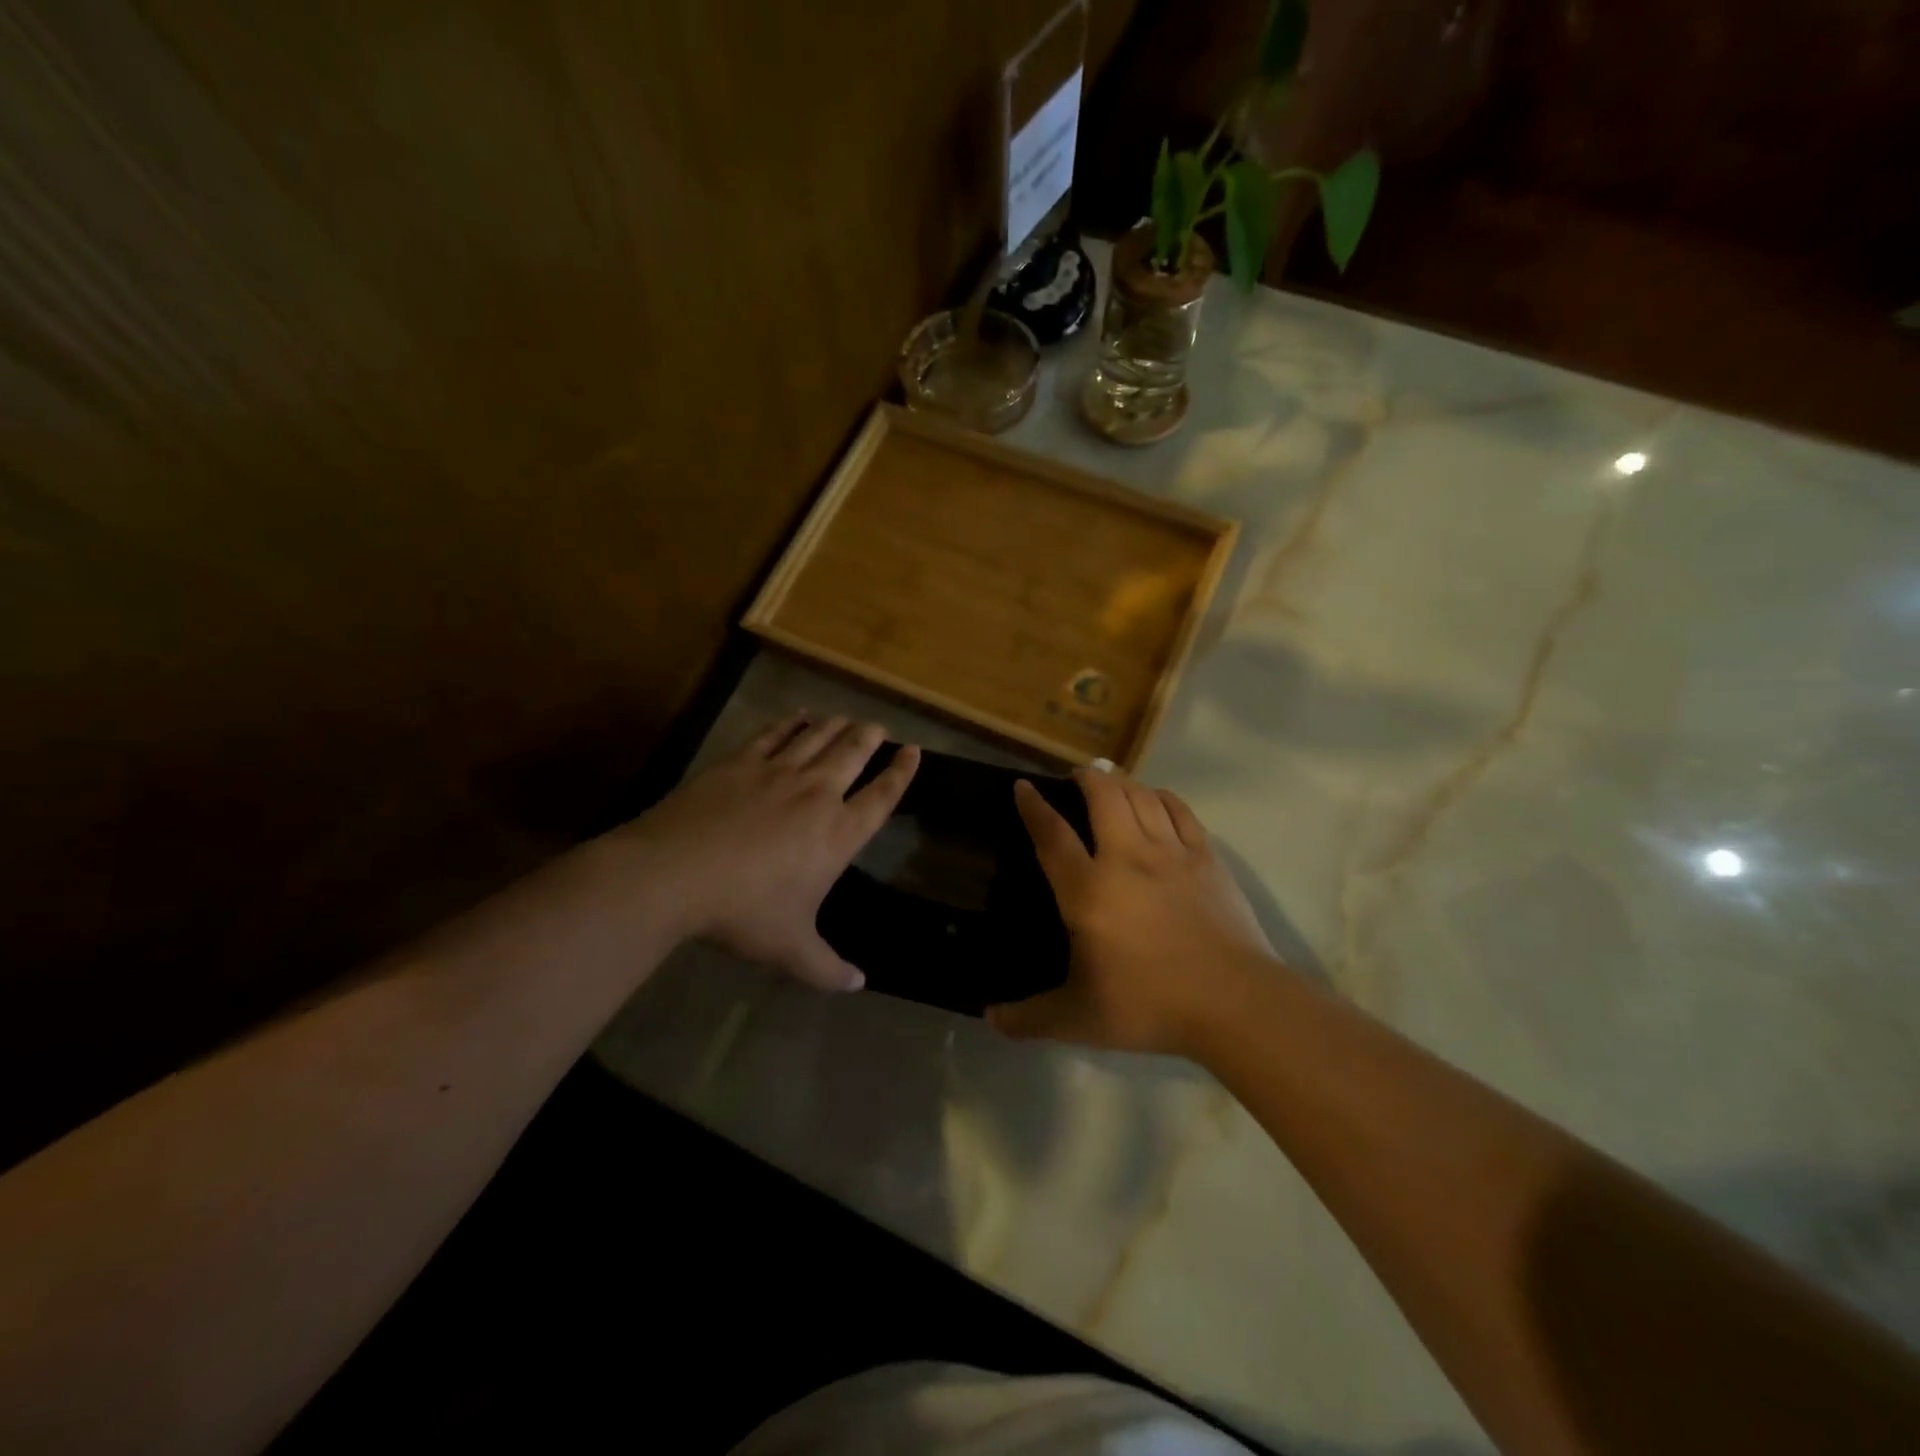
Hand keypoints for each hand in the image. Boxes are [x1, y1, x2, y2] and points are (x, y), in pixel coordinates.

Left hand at [625, 713, 917, 990]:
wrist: (675, 874)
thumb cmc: (742, 912)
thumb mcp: (790, 949)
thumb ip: (828, 968)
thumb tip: (858, 986)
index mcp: (837, 833)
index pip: (882, 796)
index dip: (902, 772)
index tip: (914, 751)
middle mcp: (816, 794)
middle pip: (854, 753)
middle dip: (871, 737)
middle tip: (879, 727)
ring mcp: (777, 772)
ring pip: (818, 737)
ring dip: (837, 725)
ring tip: (847, 718)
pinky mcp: (740, 762)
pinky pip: (775, 734)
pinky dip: (791, 723)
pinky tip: (799, 717)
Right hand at [988, 767, 1277, 1055]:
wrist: (1234, 1002)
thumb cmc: (1150, 1006)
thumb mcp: (1079, 1019)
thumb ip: (1030, 1018)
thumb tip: (990, 1019)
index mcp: (1088, 891)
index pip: (1052, 836)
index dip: (1034, 807)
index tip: (1023, 786)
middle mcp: (1126, 859)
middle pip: (1103, 797)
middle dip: (1086, 778)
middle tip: (1076, 775)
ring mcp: (1171, 854)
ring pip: (1142, 797)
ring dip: (1122, 781)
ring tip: (1111, 778)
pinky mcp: (1207, 858)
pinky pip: (1180, 811)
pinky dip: (1162, 797)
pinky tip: (1156, 798)